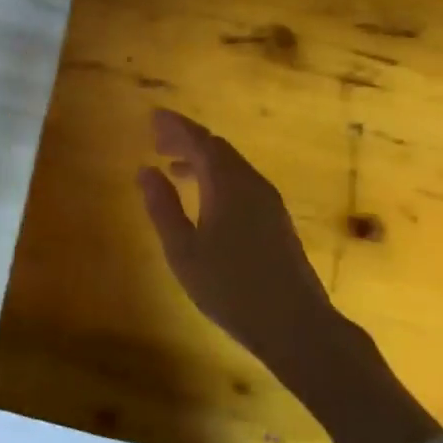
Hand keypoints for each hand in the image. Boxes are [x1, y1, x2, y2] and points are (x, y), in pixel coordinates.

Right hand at [136, 107, 441, 442]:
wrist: (296, 324)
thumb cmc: (231, 288)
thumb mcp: (184, 251)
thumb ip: (163, 207)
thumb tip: (146, 171)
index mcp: (227, 183)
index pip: (199, 140)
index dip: (175, 127)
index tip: (152, 117)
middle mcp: (251, 182)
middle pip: (217, 148)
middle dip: (187, 140)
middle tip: (158, 141)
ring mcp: (268, 201)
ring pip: (231, 166)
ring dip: (202, 160)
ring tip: (174, 168)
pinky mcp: (276, 219)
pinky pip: (241, 182)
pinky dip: (218, 178)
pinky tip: (205, 199)